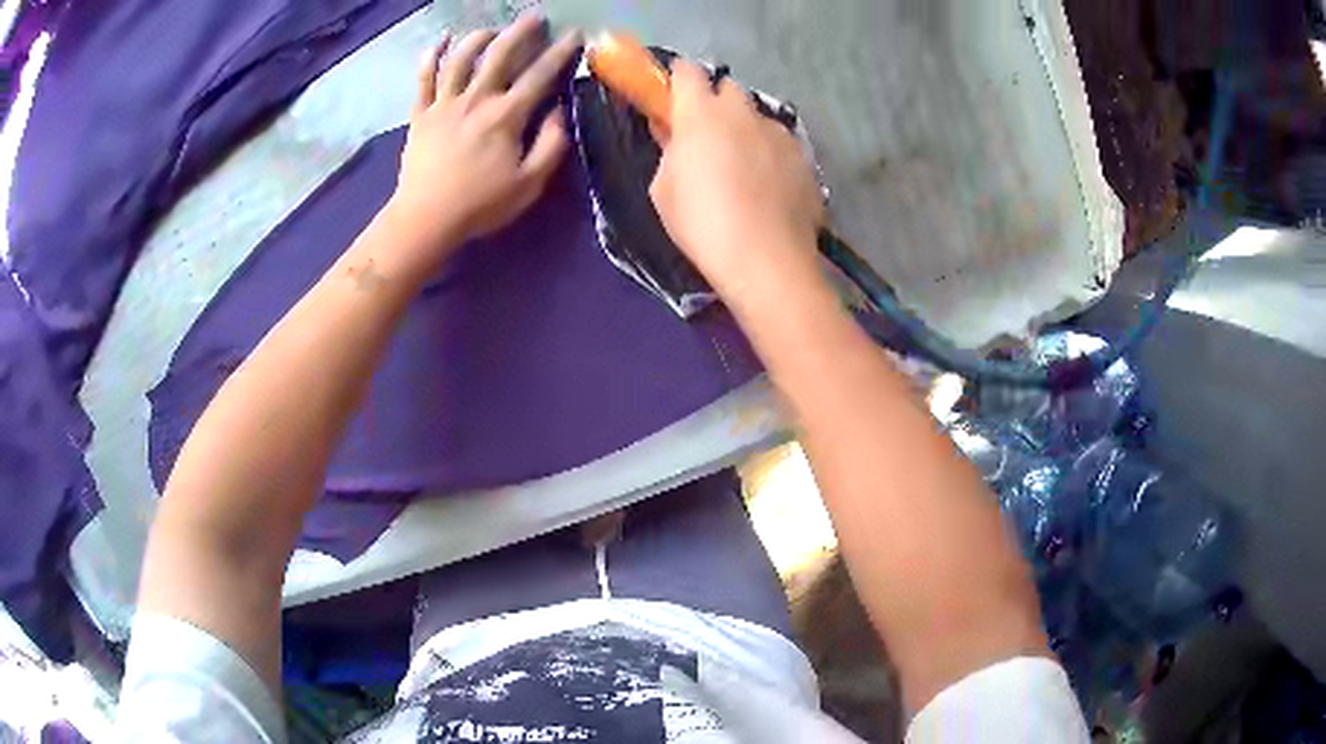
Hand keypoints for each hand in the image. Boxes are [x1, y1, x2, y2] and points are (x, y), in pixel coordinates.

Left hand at [388, 17, 581, 269]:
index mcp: (506, 116)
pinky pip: (424, 78)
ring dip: (479, 38)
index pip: (540, 75)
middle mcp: (476, 99)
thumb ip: (551, 145)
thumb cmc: (480, 205)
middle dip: (521, 31)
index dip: (560, 51)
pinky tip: (442, 41)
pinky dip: (432, 56)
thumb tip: (560, 112)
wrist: (425, 219)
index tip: (574, 34)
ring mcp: (445, 103)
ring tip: (492, 30)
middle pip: (500, 54)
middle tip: (534, 17)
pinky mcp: (421, 114)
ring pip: (461, 58)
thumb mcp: (529, 184)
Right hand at [650, 60, 824, 300]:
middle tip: (708, 133)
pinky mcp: (805, 158)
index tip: (673, 94)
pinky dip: (772, 155)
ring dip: (747, 129)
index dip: (678, 78)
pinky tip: (769, 186)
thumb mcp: (663, 190)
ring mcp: (780, 134)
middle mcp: (744, 113)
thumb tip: (675, 135)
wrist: (766, 260)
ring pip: (758, 117)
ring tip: (744, 166)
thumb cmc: (702, 224)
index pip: (687, 72)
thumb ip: (669, 151)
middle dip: (716, 101)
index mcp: (701, 114)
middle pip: (729, 87)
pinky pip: (782, 145)